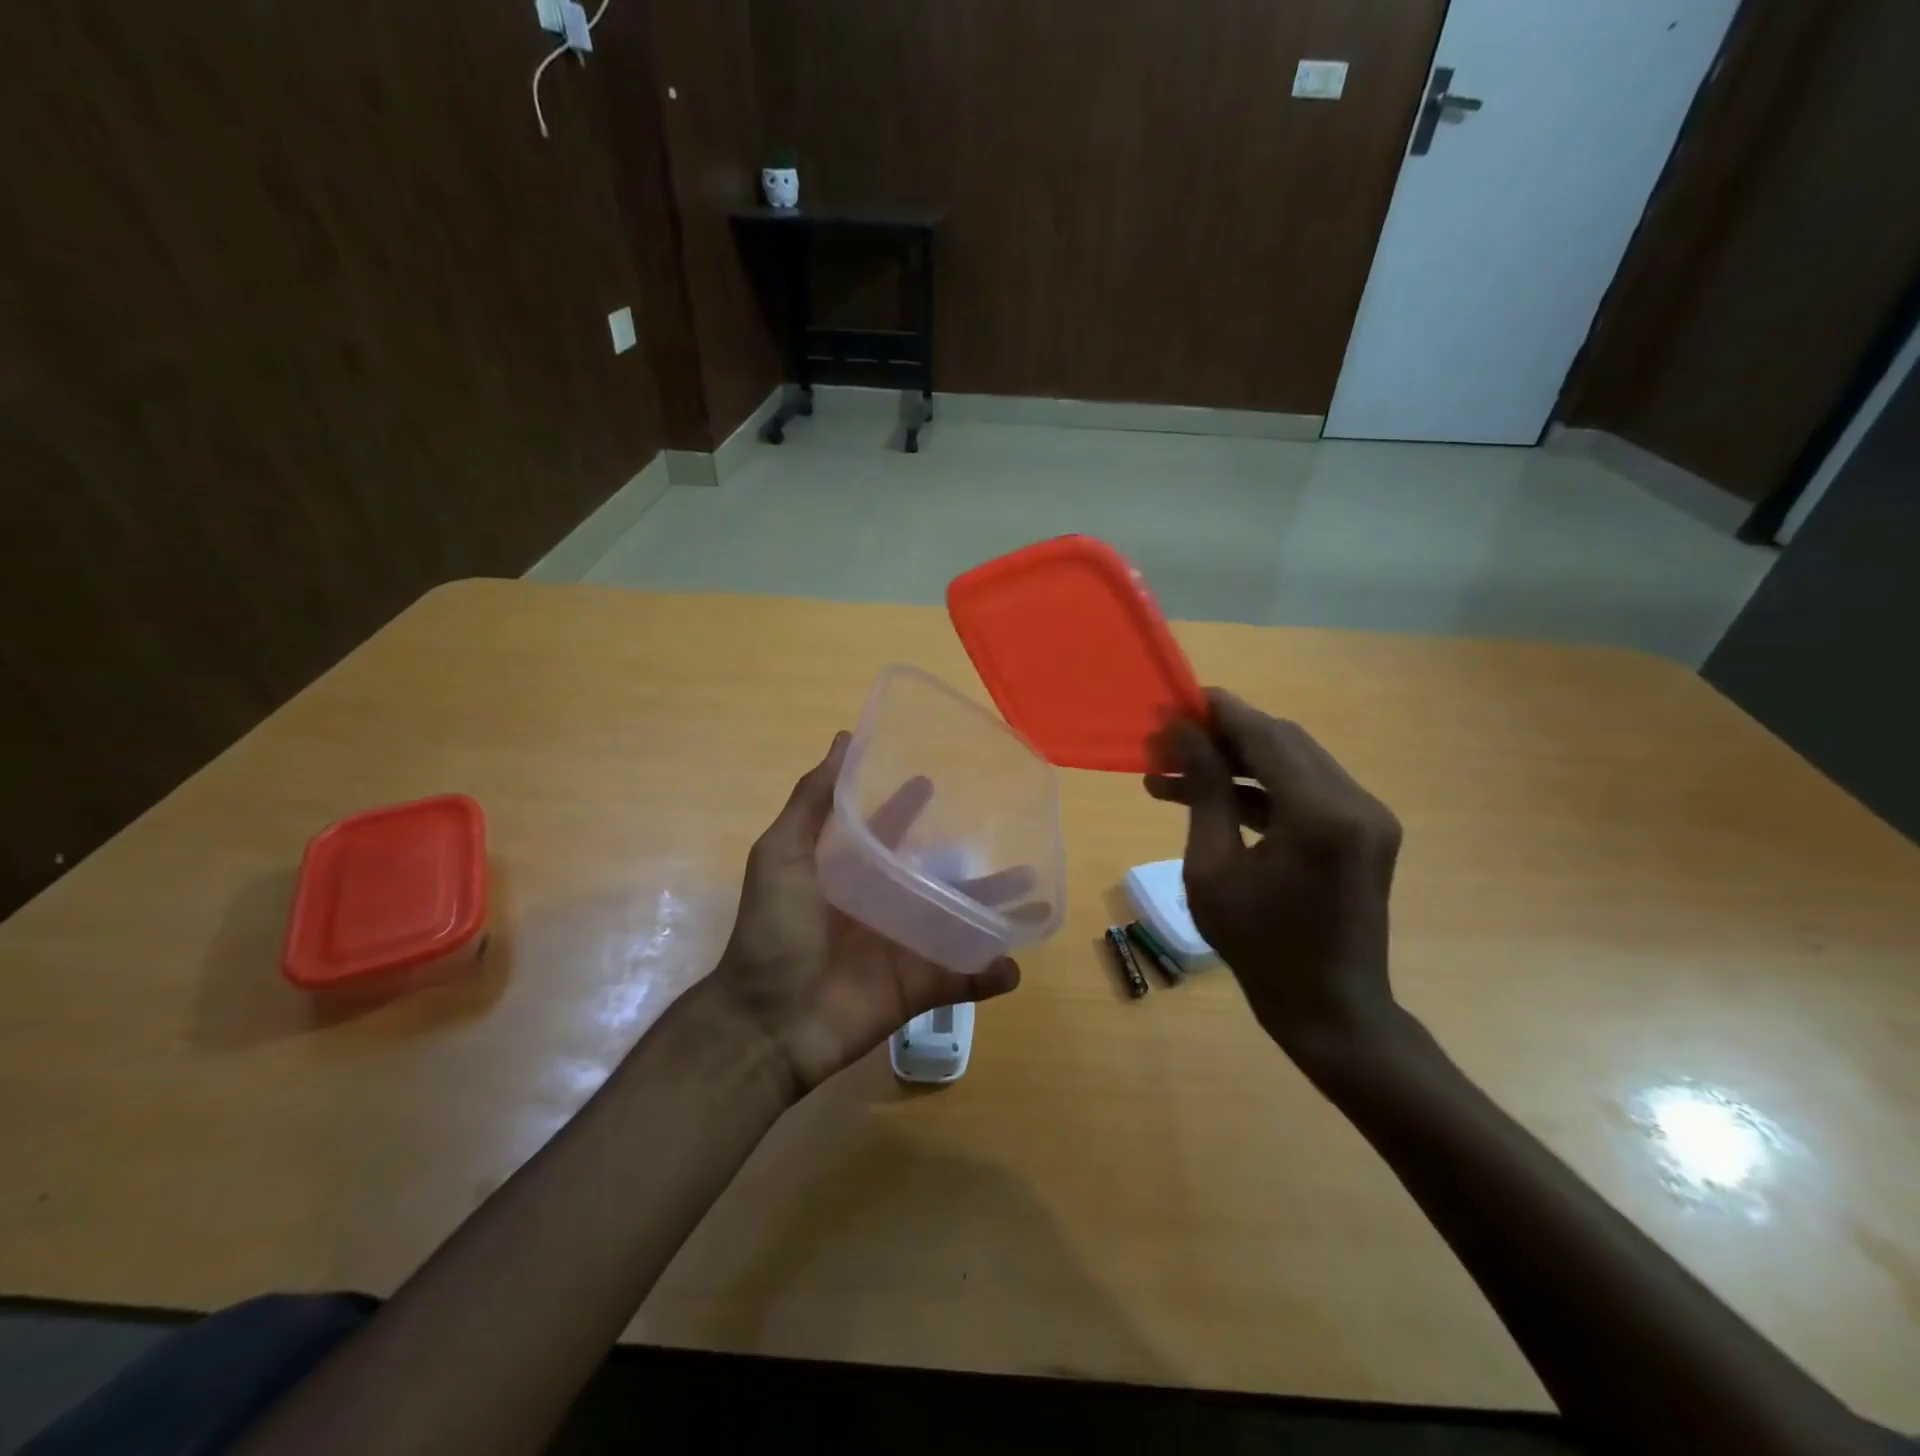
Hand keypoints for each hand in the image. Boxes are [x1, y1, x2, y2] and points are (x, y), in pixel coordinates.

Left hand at [714, 732, 1022, 1094]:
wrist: (769, 1022)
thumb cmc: (773, 932)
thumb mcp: (781, 855)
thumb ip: (812, 802)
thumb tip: (843, 740)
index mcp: (851, 872)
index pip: (887, 829)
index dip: (908, 805)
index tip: (937, 778)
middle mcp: (883, 904)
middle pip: (936, 875)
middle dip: (972, 859)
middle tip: (1014, 836)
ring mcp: (905, 947)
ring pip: (961, 923)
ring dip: (997, 912)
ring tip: (1036, 899)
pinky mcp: (919, 987)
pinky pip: (964, 979)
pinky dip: (991, 974)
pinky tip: (1014, 964)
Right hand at [1145, 689, 1401, 1069]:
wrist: (1330, 1009)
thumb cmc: (1260, 947)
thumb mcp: (1213, 868)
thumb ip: (1203, 791)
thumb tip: (1181, 733)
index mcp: (1321, 815)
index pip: (1266, 736)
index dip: (1219, 712)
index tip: (1174, 701)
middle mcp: (1356, 803)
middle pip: (1282, 742)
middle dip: (1221, 737)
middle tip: (1165, 744)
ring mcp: (1367, 816)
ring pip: (1293, 763)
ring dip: (1236, 764)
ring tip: (1174, 774)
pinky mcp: (1364, 831)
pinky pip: (1305, 792)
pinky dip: (1259, 791)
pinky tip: (1212, 799)